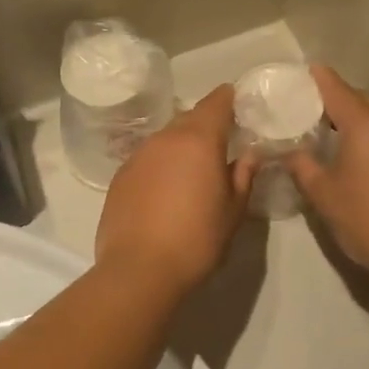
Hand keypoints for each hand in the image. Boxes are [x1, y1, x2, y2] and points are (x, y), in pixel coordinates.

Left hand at [96, 86, 254, 297]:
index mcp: (199, 140)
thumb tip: (249, 155)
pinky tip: (166, 189)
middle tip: (222, 142)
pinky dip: (161, 164)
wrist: (139, 270)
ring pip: (166, 138)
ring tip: (193, 169)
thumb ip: (243, 176)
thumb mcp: (233, 211)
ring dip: (181, 145)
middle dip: (206, 124)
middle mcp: (165, 138)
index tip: (239, 102)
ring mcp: (138, 155)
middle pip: (189, 118)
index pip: (216, 102)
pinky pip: (148, 158)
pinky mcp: (120, 176)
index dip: (229, 98)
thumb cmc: (197, 240)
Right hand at [288, 66, 368, 281]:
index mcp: (365, 124)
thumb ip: (303, 168)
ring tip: (333, 139)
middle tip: (311, 113)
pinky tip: (362, 162)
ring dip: (358, 124)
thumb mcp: (325, 195)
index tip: (304, 71)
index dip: (318, 79)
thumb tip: (288, 152)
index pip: (336, 89)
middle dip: (338, 102)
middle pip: (361, 101)